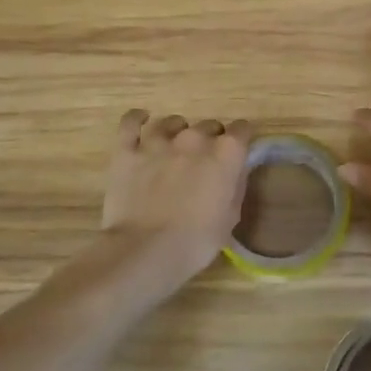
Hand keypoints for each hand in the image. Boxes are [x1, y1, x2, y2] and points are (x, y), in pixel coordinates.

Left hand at [100, 110, 253, 288]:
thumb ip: (235, 185)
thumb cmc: (196, 241)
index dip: (241, 140)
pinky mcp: (127, 151)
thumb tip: (234, 170)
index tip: (236, 154)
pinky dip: (137, 119)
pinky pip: (131, 122)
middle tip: (203, 163)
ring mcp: (158, 141)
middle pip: (209, 125)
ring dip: (178, 132)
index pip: (242, 129)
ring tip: (174, 148)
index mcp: (226, 153)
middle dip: (210, 140)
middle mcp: (195, 138)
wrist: (145, 251)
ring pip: (173, 122)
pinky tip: (141, 121)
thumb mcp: (230, 216)